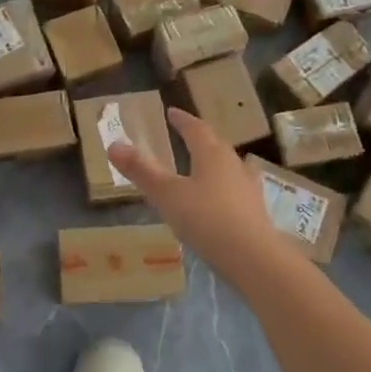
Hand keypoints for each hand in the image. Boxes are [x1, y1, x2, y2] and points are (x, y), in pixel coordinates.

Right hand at [107, 107, 282, 274]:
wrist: (255, 259)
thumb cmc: (207, 219)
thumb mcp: (166, 195)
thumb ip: (141, 170)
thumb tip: (113, 144)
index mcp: (211, 154)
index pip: (196, 129)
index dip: (182, 120)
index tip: (172, 112)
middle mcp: (233, 165)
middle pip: (216, 145)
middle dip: (200, 138)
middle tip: (187, 136)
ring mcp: (248, 189)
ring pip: (231, 166)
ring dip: (217, 162)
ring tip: (206, 166)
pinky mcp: (256, 213)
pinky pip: (238, 190)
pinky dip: (226, 188)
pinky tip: (223, 200)